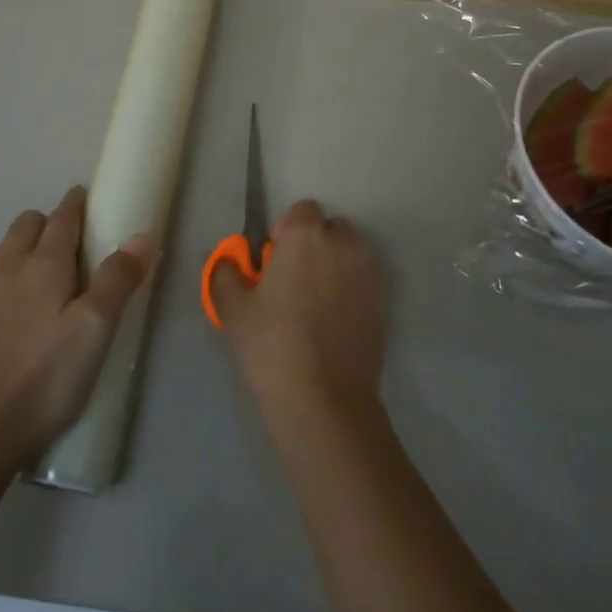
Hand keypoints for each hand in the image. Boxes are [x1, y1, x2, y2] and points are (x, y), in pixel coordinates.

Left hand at [0, 187, 153, 469]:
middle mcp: (12, 268)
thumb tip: (141, 236)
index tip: (94, 197)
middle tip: (83, 239)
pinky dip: (22, 270)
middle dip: (53, 219)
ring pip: (12, 248)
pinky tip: (38, 303)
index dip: (78, 203)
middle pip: (29, 224)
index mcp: (43, 263)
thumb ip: (118, 279)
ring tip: (62, 269)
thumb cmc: (47, 374)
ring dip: (34, 243)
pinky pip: (4, 275)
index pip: (62, 217)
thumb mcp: (95, 326)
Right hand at [212, 199, 386, 423]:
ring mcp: (370, 272)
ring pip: (351, 252)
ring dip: (336, 264)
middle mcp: (344, 244)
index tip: (274, 262)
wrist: (325, 401)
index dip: (287, 231)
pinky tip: (335, 321)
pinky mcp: (385, 301)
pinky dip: (352, 288)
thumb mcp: (234, 310)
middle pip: (330, 228)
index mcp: (306, 236)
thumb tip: (230, 262)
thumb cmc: (272, 347)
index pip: (301, 210)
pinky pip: (365, 279)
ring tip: (316, 303)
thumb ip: (226, 273)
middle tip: (293, 282)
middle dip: (314, 245)